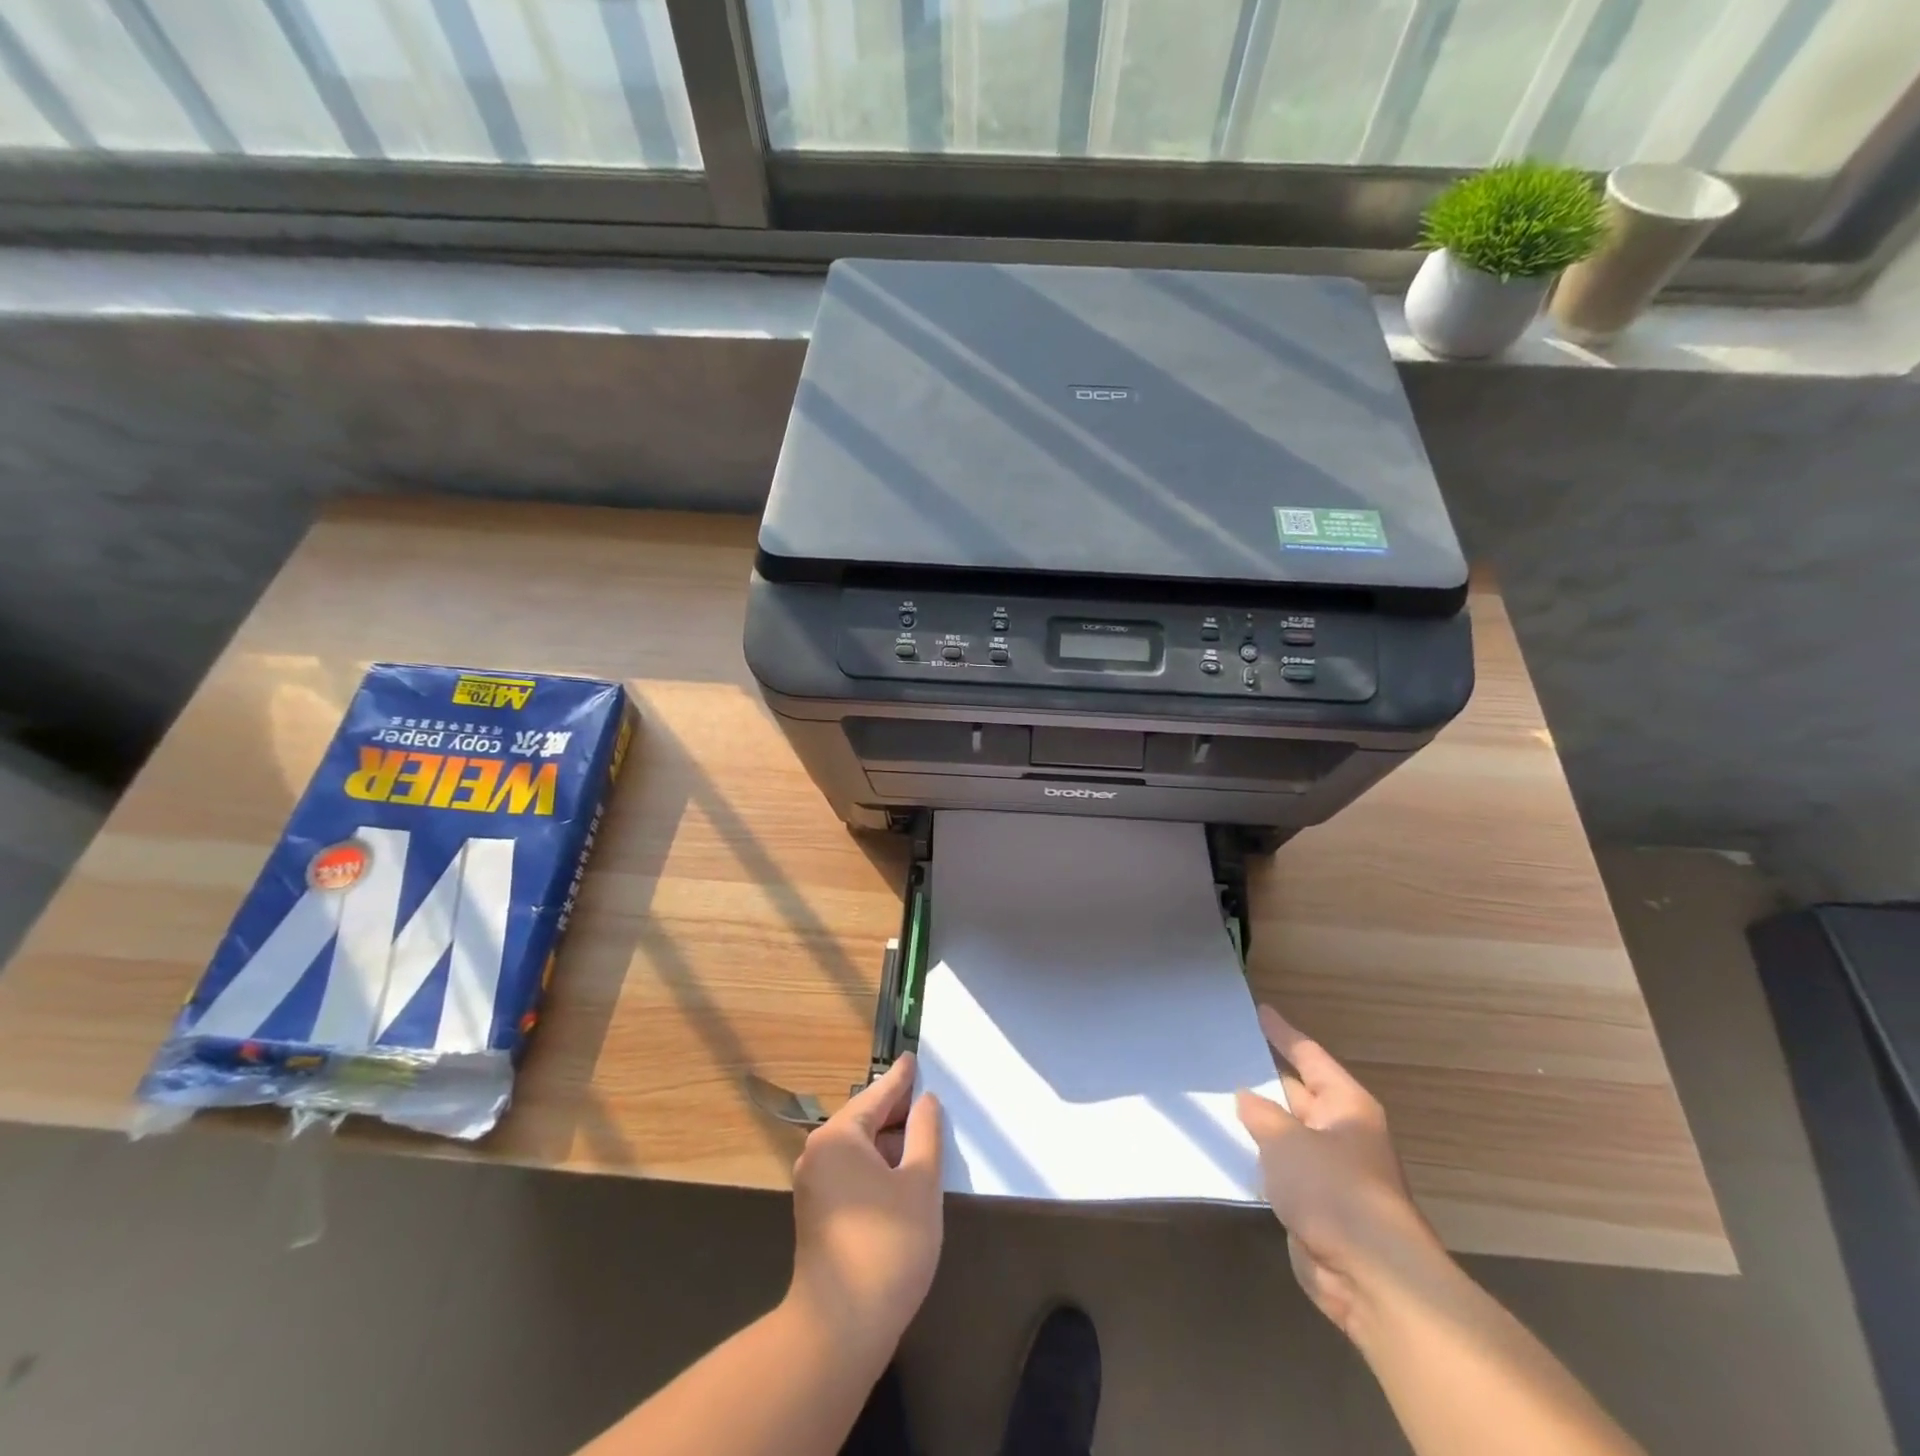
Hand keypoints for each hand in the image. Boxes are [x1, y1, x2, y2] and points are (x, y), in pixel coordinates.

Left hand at [787, 1052, 944, 1365]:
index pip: (877, 1095)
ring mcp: (813, 1185)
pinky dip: (877, 1165)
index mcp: (839, 1136)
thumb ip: (926, 1134)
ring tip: (922, 1134)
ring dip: (889, 1142)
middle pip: (864, 1119)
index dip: (901, 1079)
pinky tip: (902, 1172)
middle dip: (897, 1111)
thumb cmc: (887, 1245)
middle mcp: (818, 1152)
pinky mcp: (817, 1213)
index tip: (913, 1059)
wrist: (839, 1328)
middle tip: (927, 1098)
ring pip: (858, 1149)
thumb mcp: (920, 1183)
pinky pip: (851, 1171)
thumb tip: (926, 1103)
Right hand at [1236, 1005, 1445, 1339]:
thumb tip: (1246, 1097)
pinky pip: (1281, 1170)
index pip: (1309, 1056)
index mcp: (1346, 1105)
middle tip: (1224, 1052)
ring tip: (1215, 1095)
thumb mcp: (1286, 1140)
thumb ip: (1261, 1114)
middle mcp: (1341, 1132)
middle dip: (1264, 1077)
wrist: (1370, 1275)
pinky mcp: (1316, 1206)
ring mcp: (1330, 1171)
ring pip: (1286, 1133)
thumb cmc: (1333, 1189)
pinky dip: (1258, 1158)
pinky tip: (1228, 1147)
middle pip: (1297, 1093)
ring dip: (1257, 1122)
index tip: (1259, 1011)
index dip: (1283, 1034)